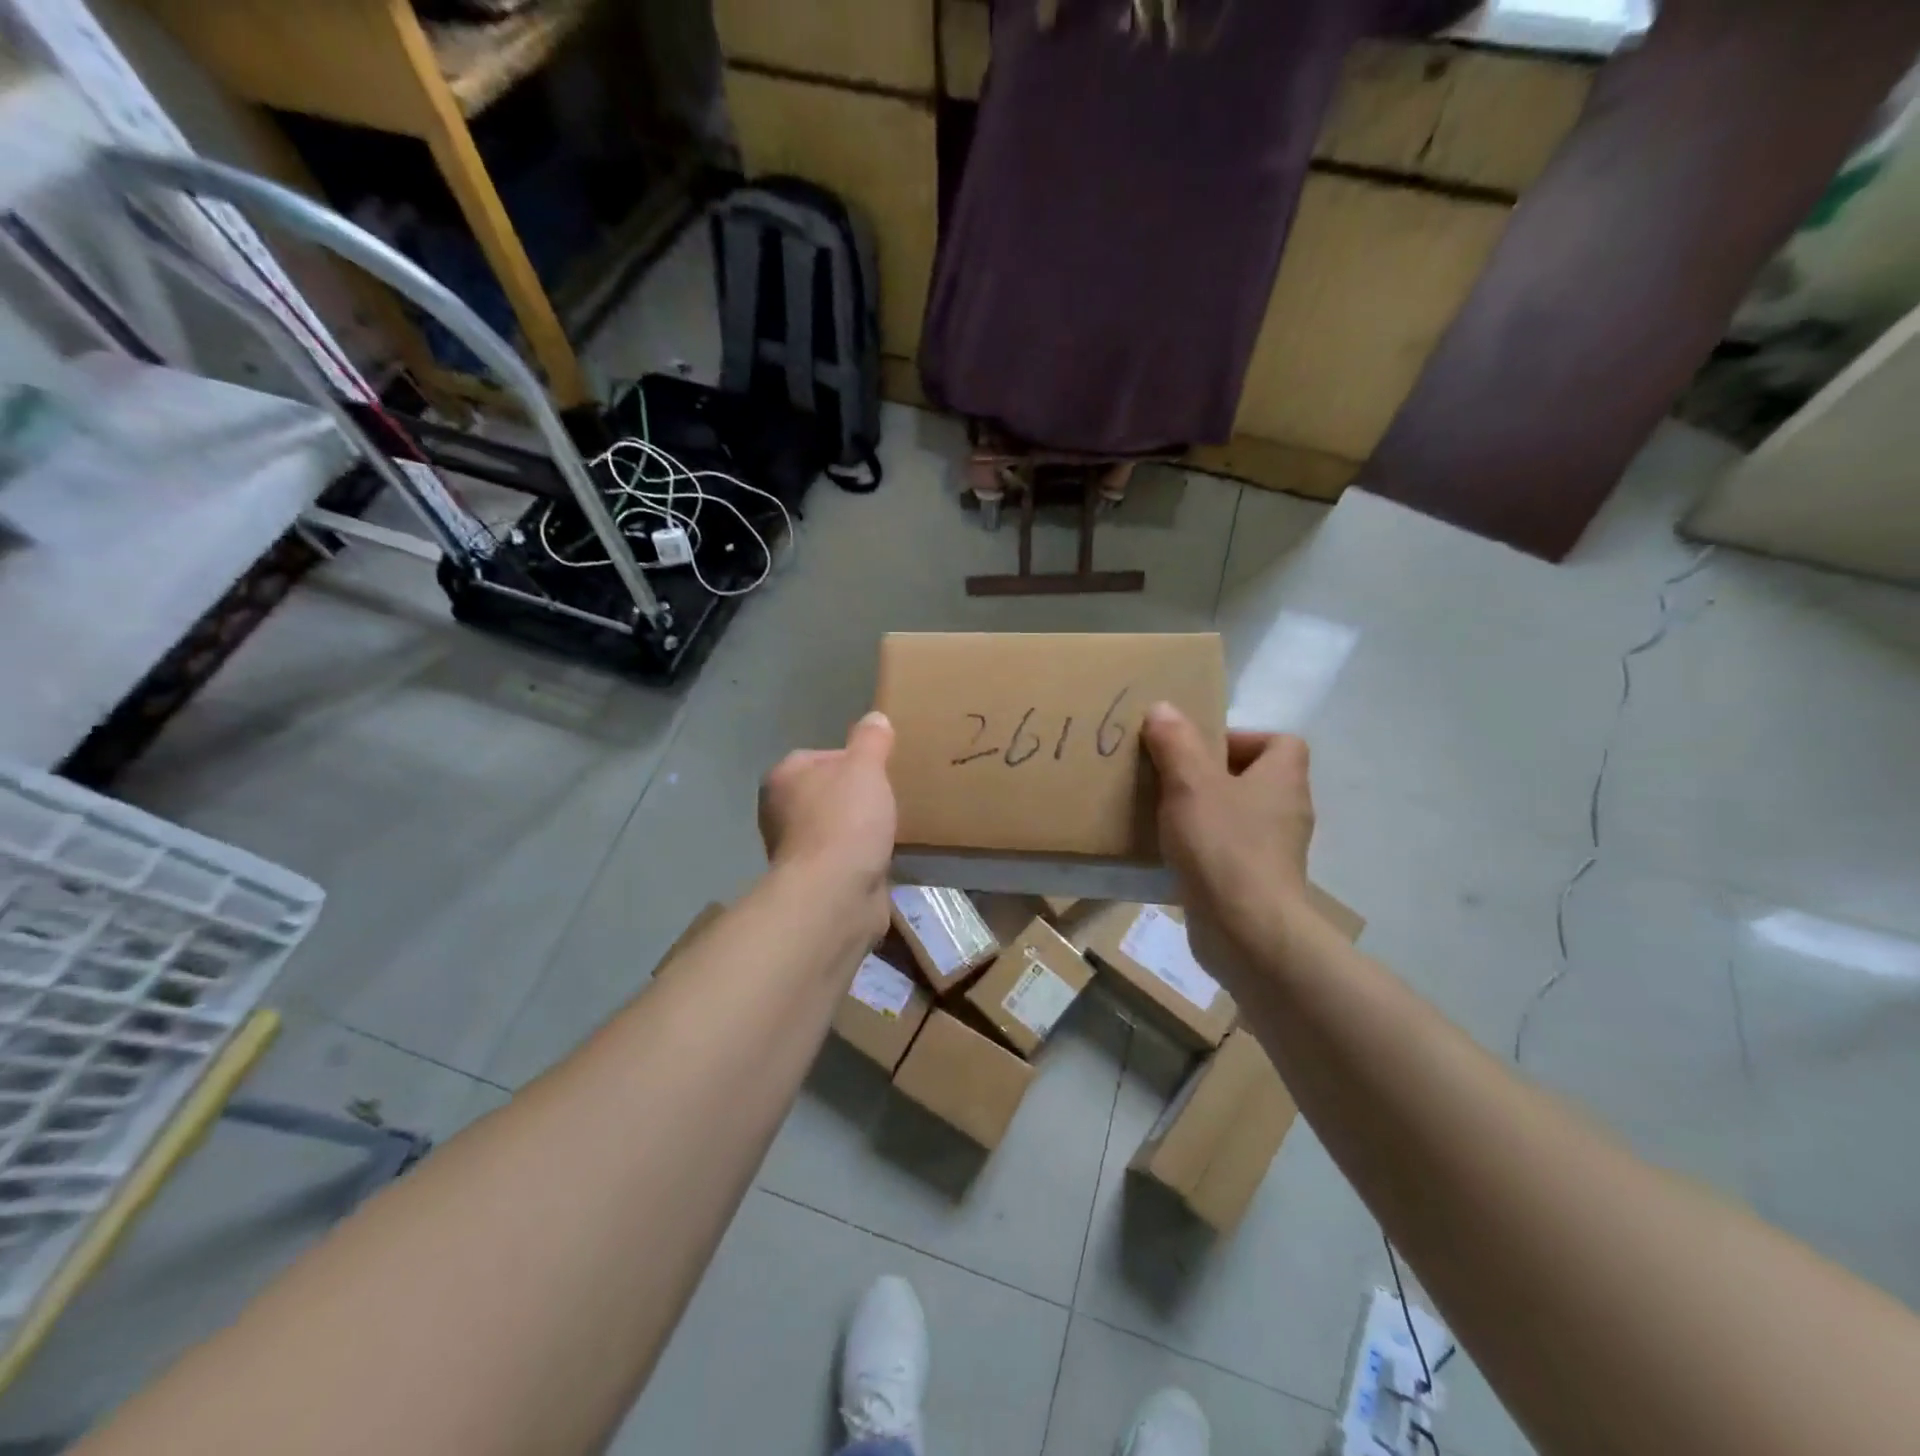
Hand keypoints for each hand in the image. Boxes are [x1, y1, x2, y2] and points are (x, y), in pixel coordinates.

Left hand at [759, 712, 897, 931]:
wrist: (835, 894)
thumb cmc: (846, 820)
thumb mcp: (865, 767)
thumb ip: (871, 740)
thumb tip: (874, 718)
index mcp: (783, 777)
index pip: (820, 756)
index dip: (853, 761)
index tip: (880, 773)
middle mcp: (780, 813)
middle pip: (827, 794)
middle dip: (856, 798)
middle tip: (888, 801)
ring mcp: (795, 850)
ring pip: (835, 828)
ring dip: (859, 831)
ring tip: (890, 831)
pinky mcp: (813, 882)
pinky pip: (843, 860)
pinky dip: (860, 860)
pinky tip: (881, 860)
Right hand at [1141, 702, 1316, 976]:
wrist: (1245, 931)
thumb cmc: (1223, 846)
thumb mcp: (1190, 784)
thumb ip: (1176, 743)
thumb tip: (1163, 708)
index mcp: (1283, 779)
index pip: (1281, 742)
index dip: (1243, 738)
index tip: (1200, 750)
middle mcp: (1287, 811)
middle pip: (1255, 778)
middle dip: (1212, 776)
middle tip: (1172, 780)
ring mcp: (1276, 851)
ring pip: (1240, 817)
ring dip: (1206, 813)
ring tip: (1165, 815)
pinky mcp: (1258, 884)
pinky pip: (1230, 852)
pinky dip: (1205, 849)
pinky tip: (1171, 855)